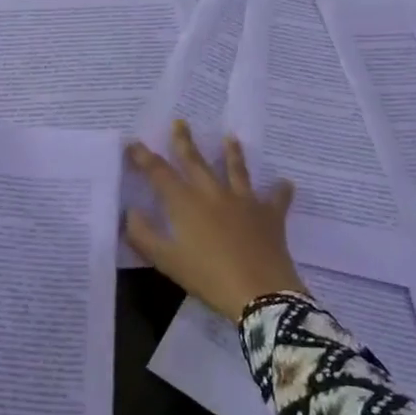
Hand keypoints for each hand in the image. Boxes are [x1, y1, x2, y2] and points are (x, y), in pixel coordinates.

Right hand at [125, 121, 302, 322]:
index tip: (133, 143)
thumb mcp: (166, 260)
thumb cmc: (208, 276)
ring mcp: (244, 202)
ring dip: (232, 153)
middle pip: (196, 162)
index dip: (144, 157)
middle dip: (185, 142)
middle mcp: (213, 194)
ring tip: (230, 137)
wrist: (260, 292)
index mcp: (185, 203)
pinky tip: (285, 183)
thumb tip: (130, 212)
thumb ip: (143, 235)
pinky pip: (276, 199)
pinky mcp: (270, 216)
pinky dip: (280, 191)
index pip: (159, 173)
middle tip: (180, 122)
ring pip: (236, 171)